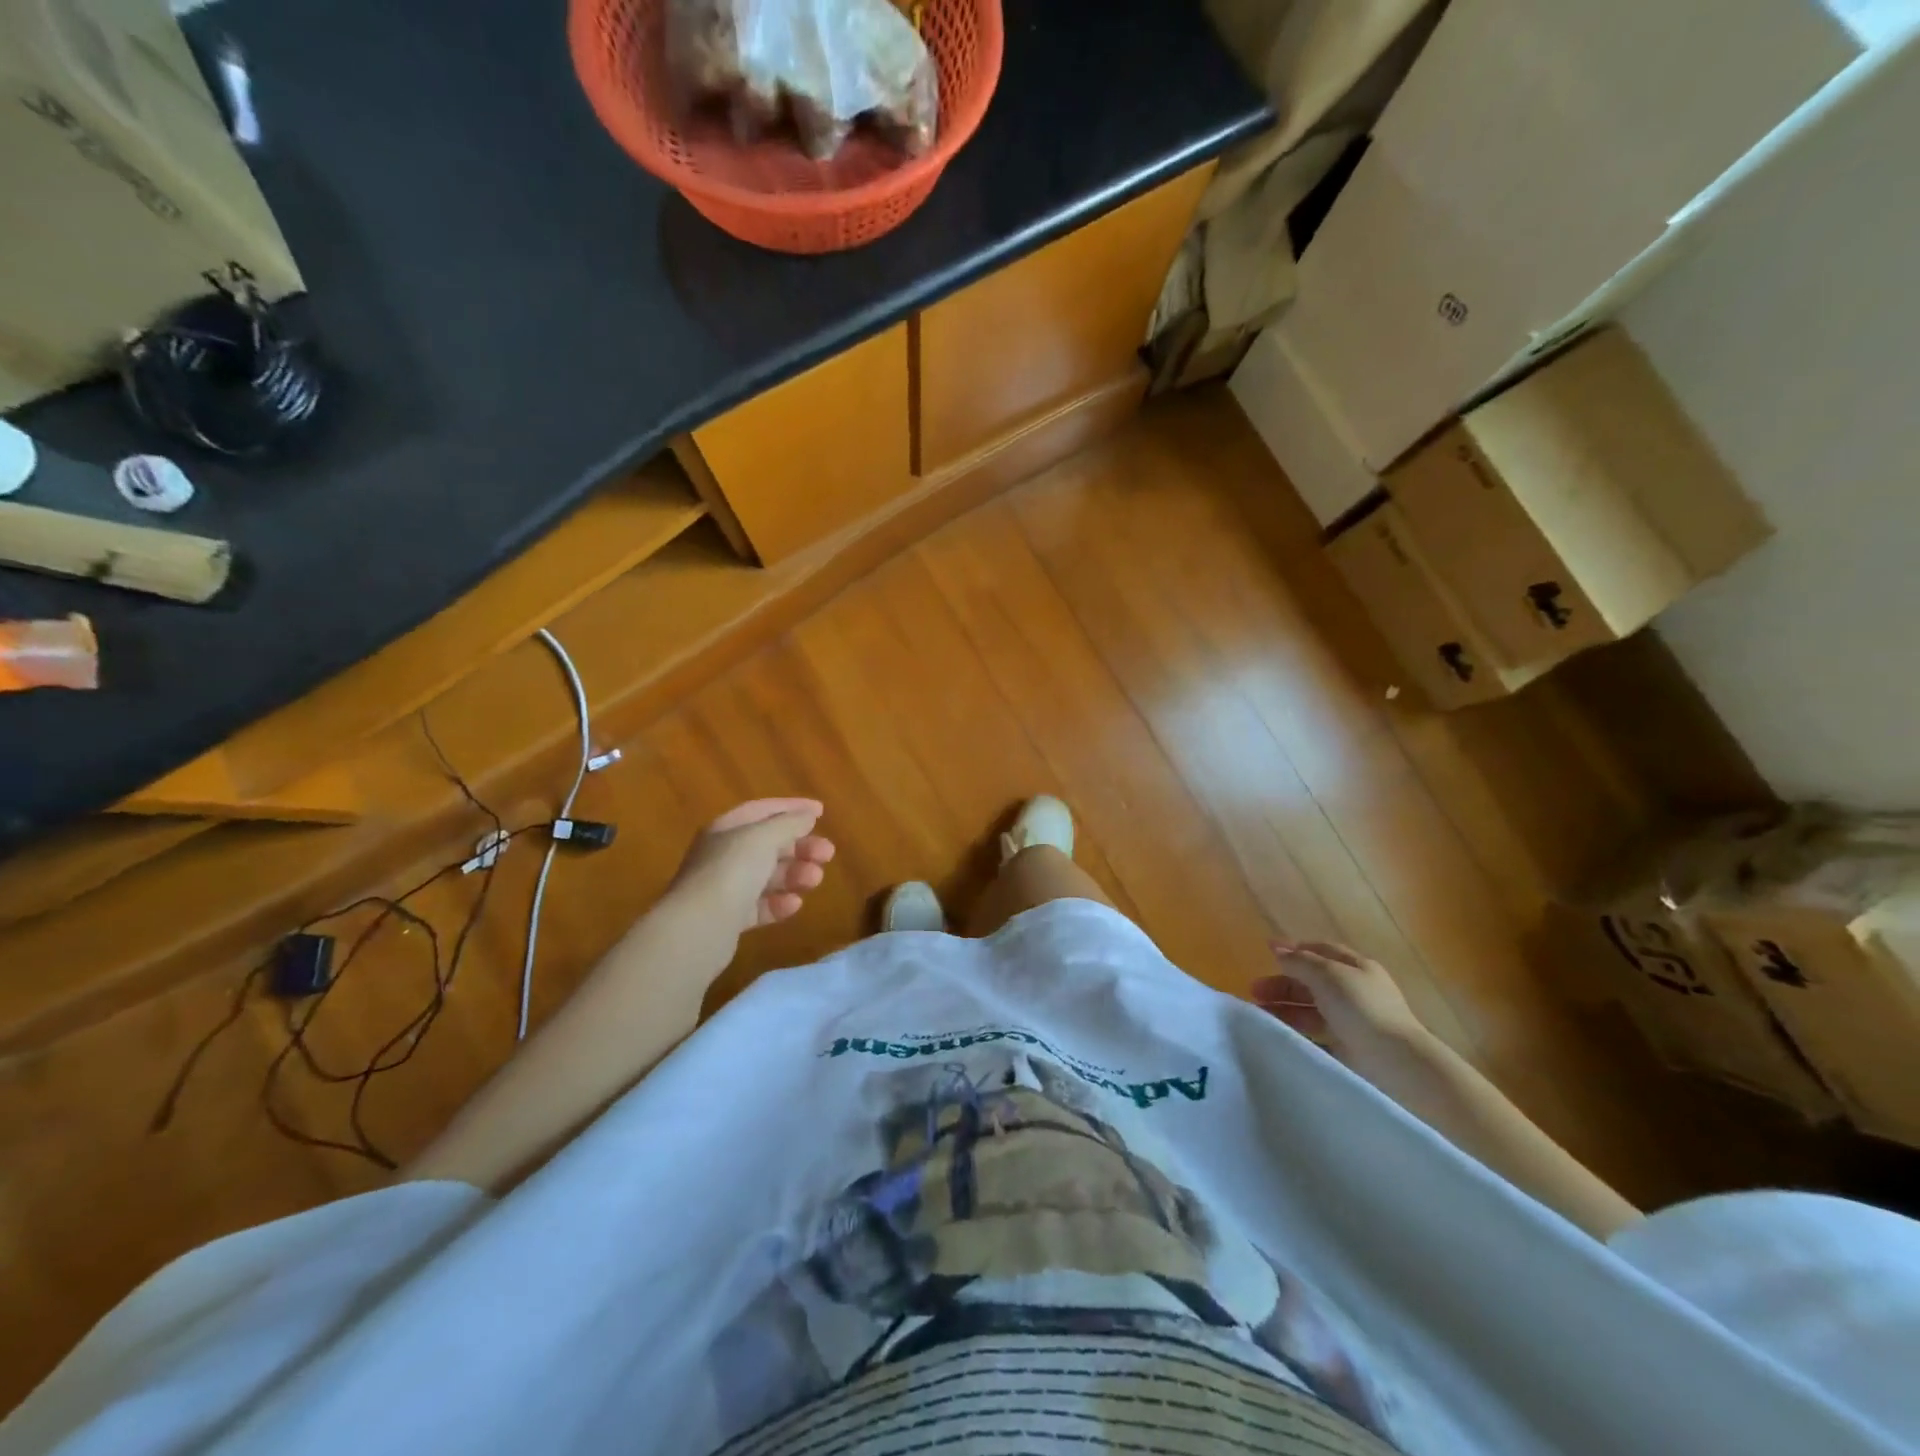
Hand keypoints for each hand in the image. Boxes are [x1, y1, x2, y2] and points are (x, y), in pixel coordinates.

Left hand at [669, 798, 836, 934]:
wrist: (698, 928)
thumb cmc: (732, 871)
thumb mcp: (763, 837)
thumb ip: (789, 823)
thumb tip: (807, 815)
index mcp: (726, 829)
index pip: (762, 810)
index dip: (792, 808)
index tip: (821, 812)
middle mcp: (723, 855)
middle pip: (768, 845)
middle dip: (800, 847)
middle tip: (828, 854)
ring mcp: (725, 888)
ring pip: (767, 876)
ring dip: (795, 874)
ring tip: (815, 880)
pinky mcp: (729, 919)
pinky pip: (760, 906)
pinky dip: (779, 904)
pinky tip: (794, 905)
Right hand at [1254, 939, 1431, 1073]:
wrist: (1394, 1061)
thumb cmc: (1362, 1008)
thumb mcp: (1328, 975)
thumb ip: (1299, 961)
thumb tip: (1276, 948)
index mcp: (1356, 967)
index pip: (1322, 950)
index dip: (1295, 949)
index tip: (1266, 952)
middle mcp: (1354, 990)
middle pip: (1312, 980)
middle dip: (1283, 982)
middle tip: (1254, 990)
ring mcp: (1352, 1018)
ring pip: (1311, 1007)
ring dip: (1285, 1007)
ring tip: (1260, 1013)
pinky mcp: (1347, 1044)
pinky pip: (1315, 1031)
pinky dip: (1296, 1029)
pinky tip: (1278, 1032)